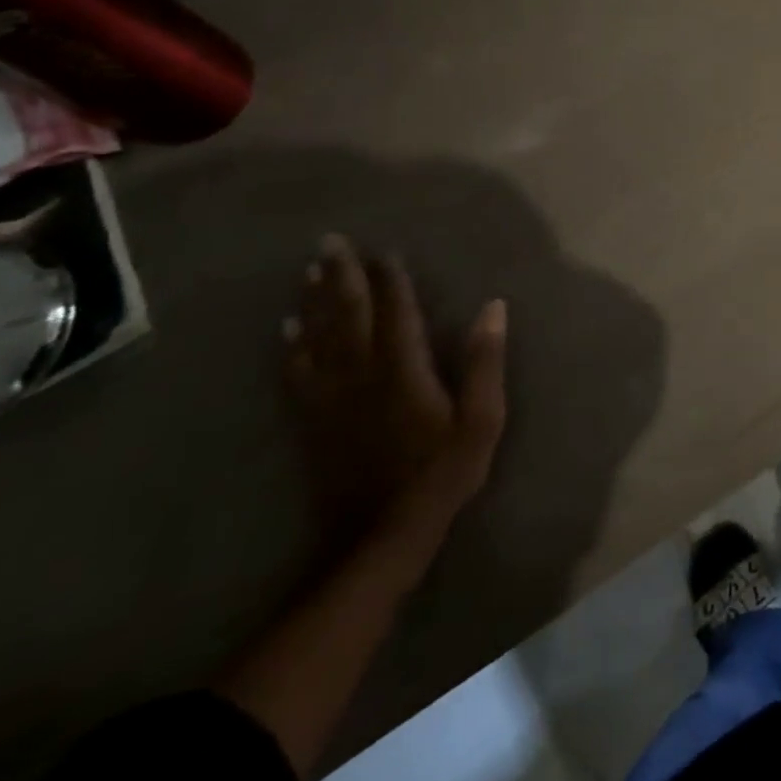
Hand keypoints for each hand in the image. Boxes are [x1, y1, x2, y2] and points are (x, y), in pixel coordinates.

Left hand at [284, 235, 507, 536]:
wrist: (381, 538)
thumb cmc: (442, 473)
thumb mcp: (482, 419)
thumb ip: (485, 361)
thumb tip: (493, 306)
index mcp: (404, 370)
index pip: (396, 313)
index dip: (390, 280)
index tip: (383, 251)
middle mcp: (363, 375)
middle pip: (348, 316)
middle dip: (340, 277)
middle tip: (329, 242)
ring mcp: (332, 399)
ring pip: (319, 338)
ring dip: (314, 301)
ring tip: (310, 270)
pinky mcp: (314, 423)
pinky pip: (298, 375)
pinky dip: (292, 347)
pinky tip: (287, 330)